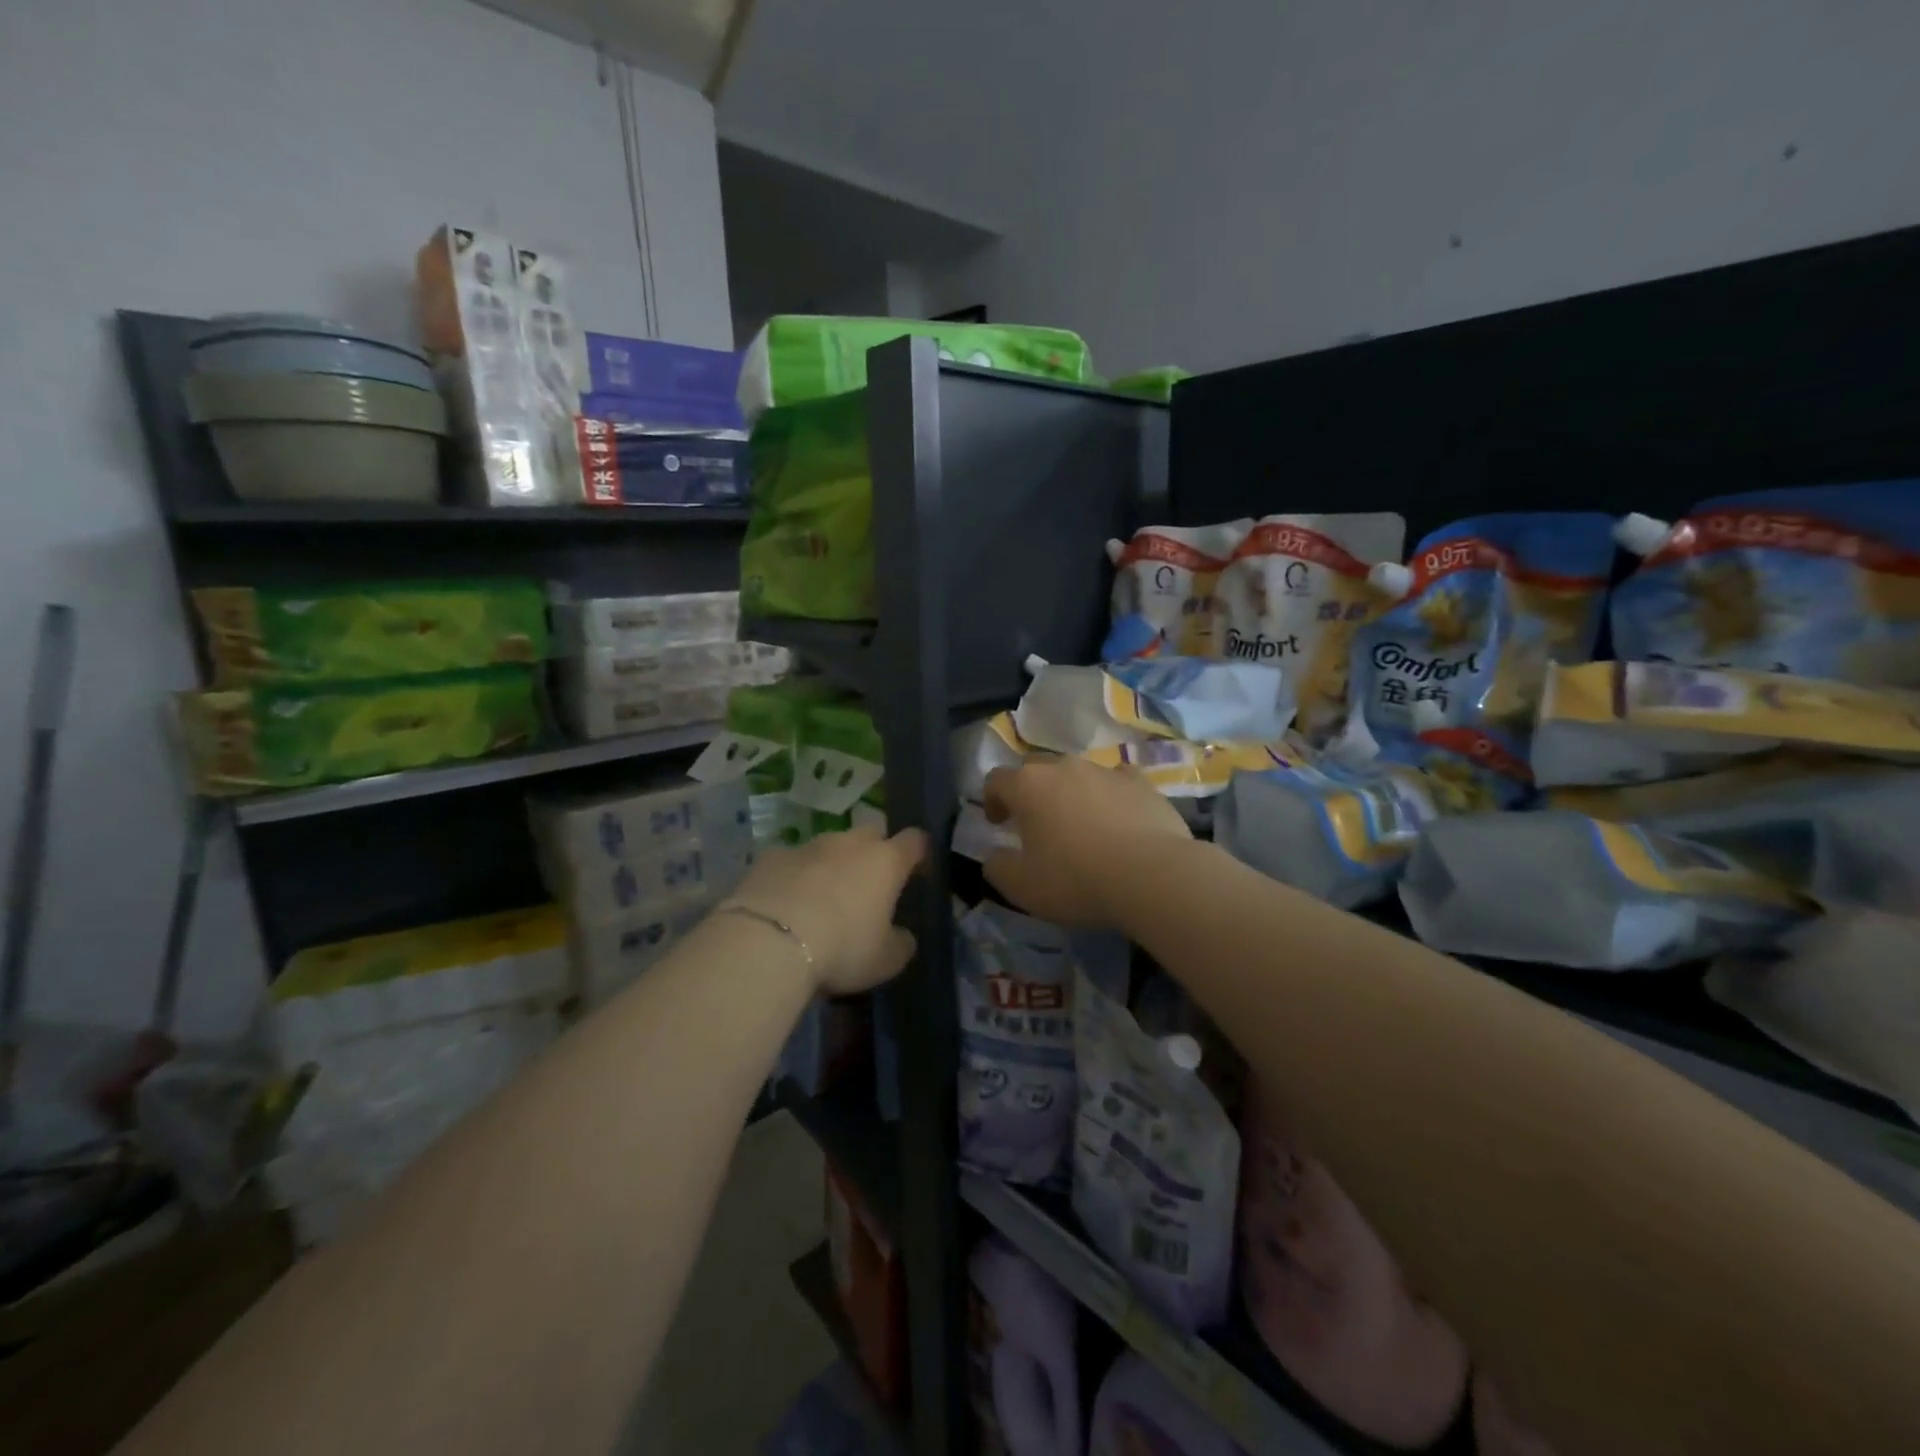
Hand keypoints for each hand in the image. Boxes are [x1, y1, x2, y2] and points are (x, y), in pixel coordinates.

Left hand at [721, 825, 927, 994]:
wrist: (768, 941)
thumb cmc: (841, 948)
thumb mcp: (885, 960)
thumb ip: (901, 943)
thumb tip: (903, 936)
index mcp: (886, 861)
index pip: (915, 841)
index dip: (920, 854)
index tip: (918, 873)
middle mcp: (849, 843)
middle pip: (871, 835)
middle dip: (874, 854)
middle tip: (869, 886)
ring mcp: (808, 846)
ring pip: (829, 846)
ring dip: (832, 865)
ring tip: (823, 899)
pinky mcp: (771, 857)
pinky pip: (791, 861)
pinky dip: (795, 876)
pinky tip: (786, 903)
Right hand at [982, 758, 1190, 927]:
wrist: (1152, 876)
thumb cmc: (1076, 879)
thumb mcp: (1022, 886)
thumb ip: (997, 867)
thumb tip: (995, 857)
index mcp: (1029, 786)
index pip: (997, 779)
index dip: (991, 799)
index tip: (998, 823)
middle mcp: (1064, 767)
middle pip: (1036, 769)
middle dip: (1030, 791)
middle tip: (1035, 822)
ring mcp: (1105, 770)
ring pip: (1078, 772)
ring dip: (1070, 792)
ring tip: (1080, 823)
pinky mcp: (1141, 782)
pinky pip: (1117, 779)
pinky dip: (1110, 793)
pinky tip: (1118, 816)